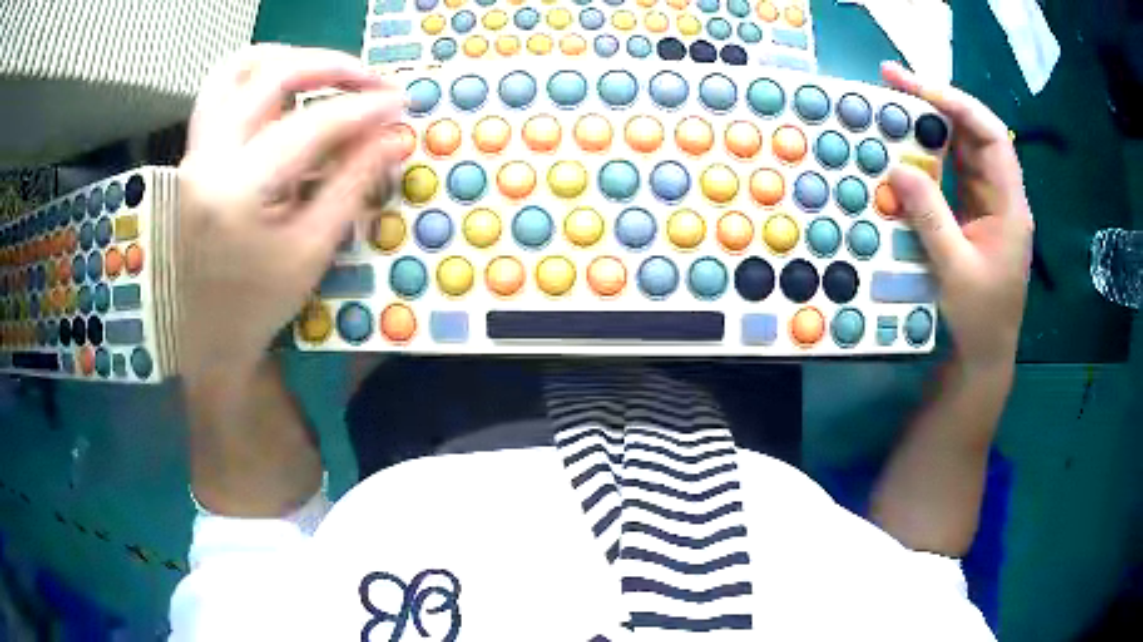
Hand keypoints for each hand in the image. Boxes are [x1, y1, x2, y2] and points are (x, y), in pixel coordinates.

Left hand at [177, 45, 404, 379]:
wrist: (207, 336)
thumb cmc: (259, 305)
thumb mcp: (312, 250)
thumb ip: (352, 184)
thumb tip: (393, 136)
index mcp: (236, 191)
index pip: (310, 125)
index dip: (362, 109)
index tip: (400, 103)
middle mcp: (207, 158)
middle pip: (271, 75)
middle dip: (331, 67)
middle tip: (372, 81)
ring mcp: (194, 151)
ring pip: (235, 69)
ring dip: (287, 58)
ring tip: (326, 73)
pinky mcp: (194, 152)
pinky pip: (220, 90)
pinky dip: (256, 75)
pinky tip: (285, 90)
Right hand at [882, 61, 1033, 369]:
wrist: (984, 356)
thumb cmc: (980, 319)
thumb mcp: (956, 270)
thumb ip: (931, 218)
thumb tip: (898, 168)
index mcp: (1010, 205)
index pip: (992, 136)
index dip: (958, 105)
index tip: (918, 89)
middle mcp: (1000, 195)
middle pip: (973, 133)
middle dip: (936, 101)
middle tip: (891, 80)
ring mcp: (985, 204)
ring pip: (960, 149)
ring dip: (928, 124)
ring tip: (891, 104)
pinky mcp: (970, 215)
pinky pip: (949, 174)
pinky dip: (926, 156)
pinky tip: (903, 148)